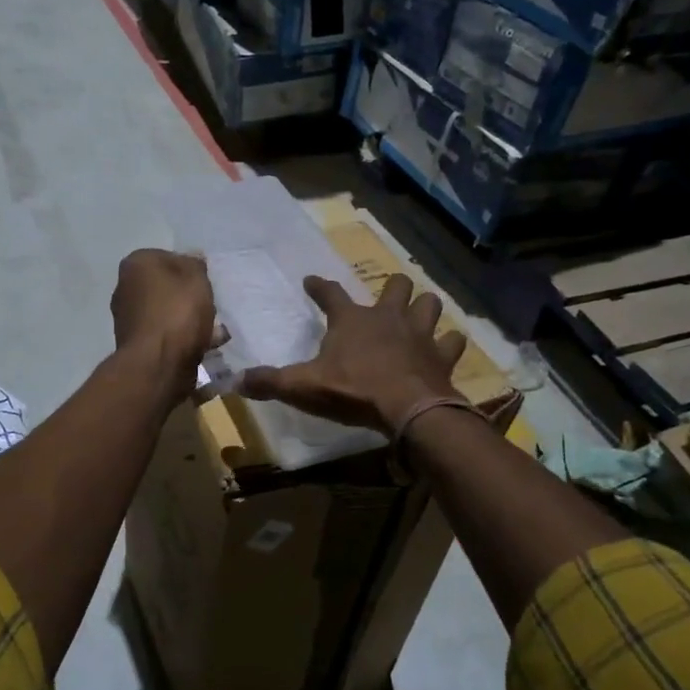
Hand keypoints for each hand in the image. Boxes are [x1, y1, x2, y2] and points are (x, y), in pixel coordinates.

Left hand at [110, 250, 216, 375]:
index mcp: (136, 264)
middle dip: (188, 296)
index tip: (205, 283)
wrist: (157, 363)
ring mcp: (128, 318)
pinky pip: (165, 334)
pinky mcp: (136, 344)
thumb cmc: (177, 312)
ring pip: (167, 312)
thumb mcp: (196, 278)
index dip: (190, 269)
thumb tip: (192, 257)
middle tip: (210, 306)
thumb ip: (196, 264)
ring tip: (215, 331)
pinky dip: (183, 338)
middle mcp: (125, 288)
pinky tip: (207, 346)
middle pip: (166, 286)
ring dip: (189, 320)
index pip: (167, 257)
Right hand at [239, 274, 466, 433]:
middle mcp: (388, 317)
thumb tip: (235, 381)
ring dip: (425, 307)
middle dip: (392, 287)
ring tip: (419, 315)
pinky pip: (453, 341)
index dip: (319, 286)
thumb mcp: (303, 387)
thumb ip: (271, 382)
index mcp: (352, 320)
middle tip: (388, 296)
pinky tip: (445, 349)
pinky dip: (450, 344)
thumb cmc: (353, 391)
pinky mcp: (442, 356)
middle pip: (396, 286)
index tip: (311, 280)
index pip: (330, 293)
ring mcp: (420, 334)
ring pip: (430, 304)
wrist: (408, 408)